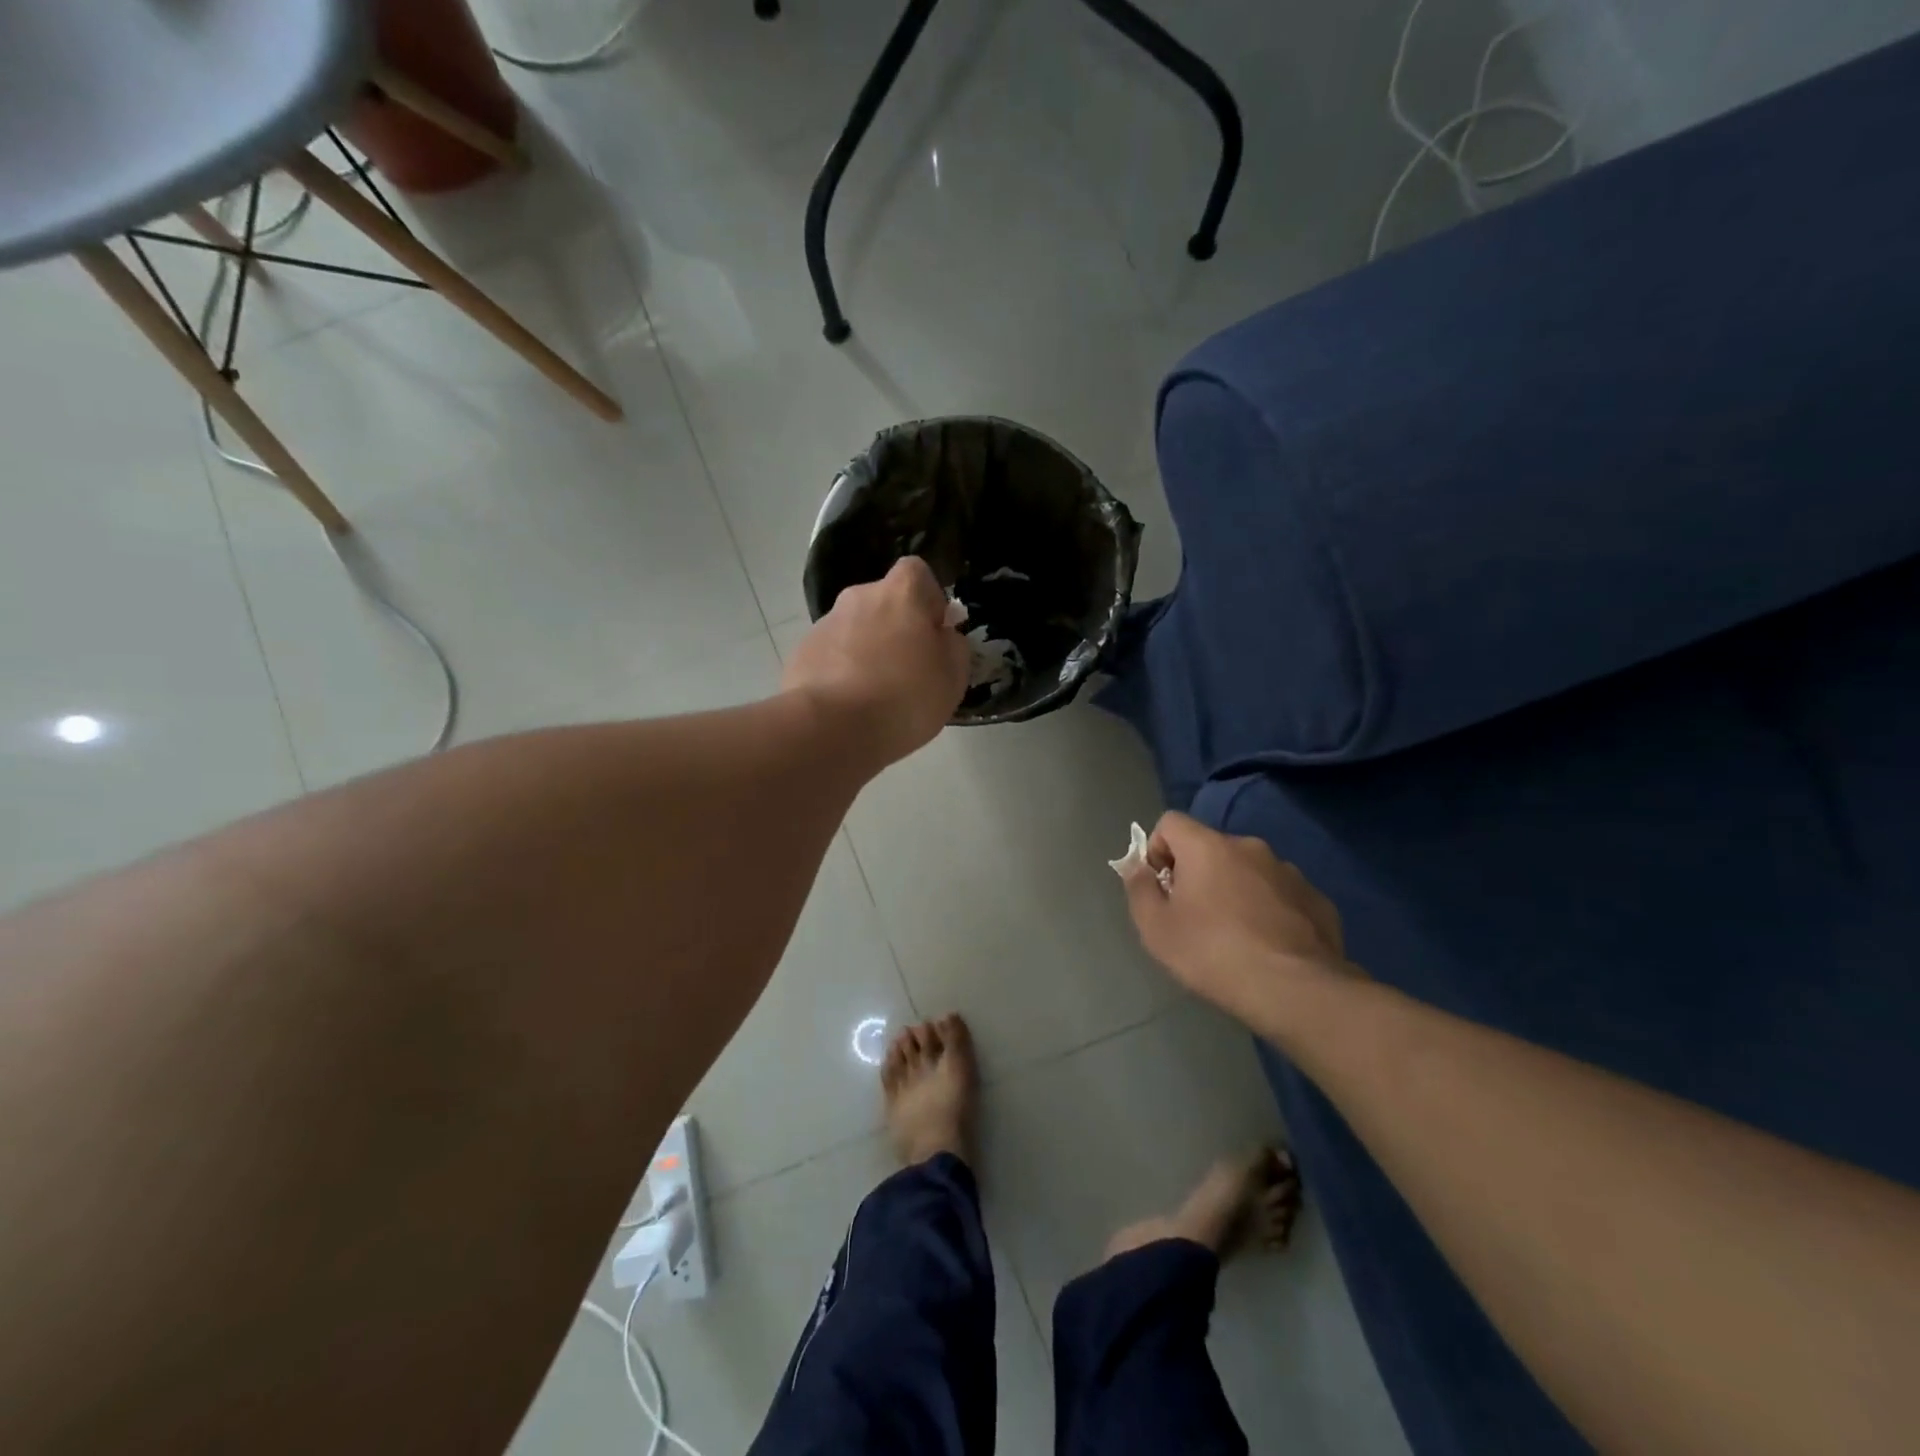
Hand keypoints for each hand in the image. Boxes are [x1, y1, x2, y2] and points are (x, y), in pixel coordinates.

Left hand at [782, 557, 969, 767]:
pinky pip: (831, 656)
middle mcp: (859, 597)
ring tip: (874, 697)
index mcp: (901, 593)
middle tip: (906, 672)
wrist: (832, 728)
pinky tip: (848, 707)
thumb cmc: (905, 697)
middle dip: (894, 629)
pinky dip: (840, 673)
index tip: (933, 634)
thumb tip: (942, 636)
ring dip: (866, 652)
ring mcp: (824, 624)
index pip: (917, 573)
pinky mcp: (801, 654)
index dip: (928, 600)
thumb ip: (953, 647)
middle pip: (883, 604)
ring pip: (855, 631)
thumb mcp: (952, 677)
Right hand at [1119, 811, 1356, 1029]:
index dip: (1157, 849)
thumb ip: (1139, 888)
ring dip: (1235, 891)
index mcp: (1208, 847)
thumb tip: (1137, 866)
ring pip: (1248, 871)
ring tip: (1235, 937)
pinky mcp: (1317, 899)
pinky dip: (1268, 910)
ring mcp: (1289, 871)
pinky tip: (1269, 946)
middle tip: (1194, 918)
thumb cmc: (1213, 953)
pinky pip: (1280, 894)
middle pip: (1210, 848)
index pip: (1171, 822)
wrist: (1296, 990)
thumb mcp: (1156, 928)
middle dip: (1197, 874)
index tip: (1161, 887)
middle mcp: (1250, 847)